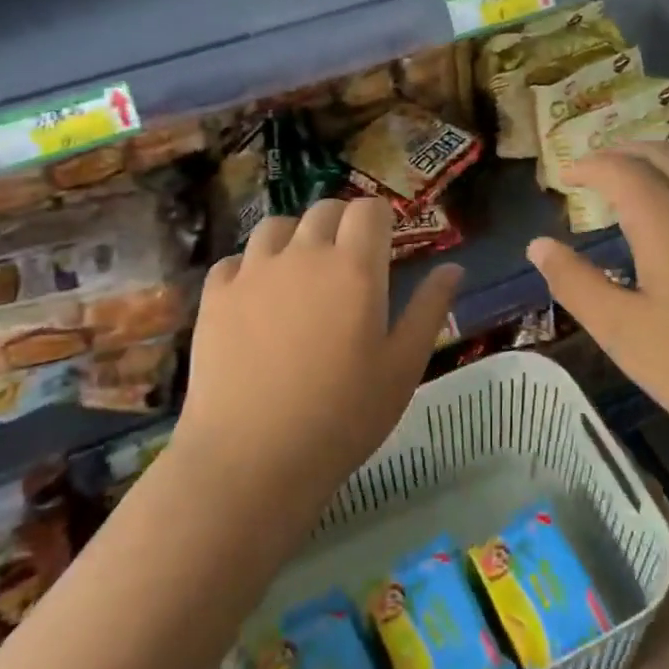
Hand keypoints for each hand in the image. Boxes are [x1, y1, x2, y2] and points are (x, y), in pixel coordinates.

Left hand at [175, 197, 461, 516]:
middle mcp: (303, 254)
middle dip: (342, 224)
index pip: (368, 210)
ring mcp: (252, 271)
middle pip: (324, 210)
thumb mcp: (403, 367)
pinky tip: (257, 298)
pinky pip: (235, 260)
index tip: (384, 244)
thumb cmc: (343, 416)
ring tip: (301, 272)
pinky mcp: (215, 295)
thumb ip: (429, 309)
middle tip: (348, 262)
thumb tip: (453, 268)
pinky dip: (251, 267)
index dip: (379, 220)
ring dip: (295, 238)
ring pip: (277, 226)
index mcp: (354, 267)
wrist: (253, 458)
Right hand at [526, 143, 668, 464]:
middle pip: (664, 154)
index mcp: (668, 219)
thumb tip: (538, 245)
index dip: (589, 165)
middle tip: (596, 167)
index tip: (565, 175)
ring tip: (635, 183)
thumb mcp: (621, 331)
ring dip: (660, 163)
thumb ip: (575, 283)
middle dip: (624, 152)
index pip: (620, 169)